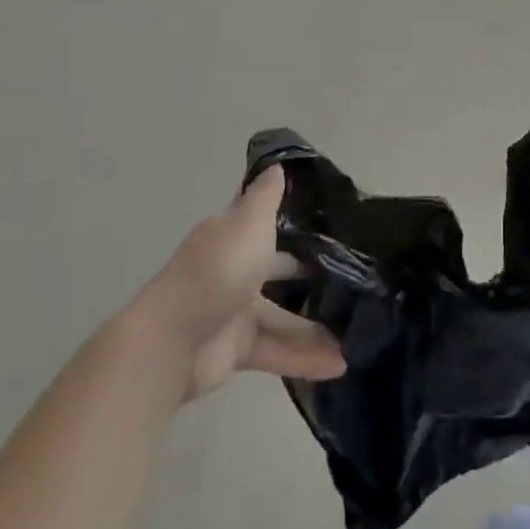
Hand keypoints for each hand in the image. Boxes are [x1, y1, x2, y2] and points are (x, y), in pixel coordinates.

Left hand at [134, 165, 344, 401]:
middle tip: (357, 276)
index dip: (296, 219)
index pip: (266, 222)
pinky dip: (305, 358)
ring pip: (284, 317)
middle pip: (280, 271)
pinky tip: (340, 364)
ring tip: (358, 329)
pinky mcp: (237, 350)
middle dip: (313, 275)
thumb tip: (277, 164)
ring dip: (317, 325)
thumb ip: (266, 198)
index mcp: (232, 237)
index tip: (334, 220)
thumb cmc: (217, 271)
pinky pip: (278, 351)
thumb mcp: (248, 223)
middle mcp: (234, 270)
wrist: (171, 341)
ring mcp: (235, 312)